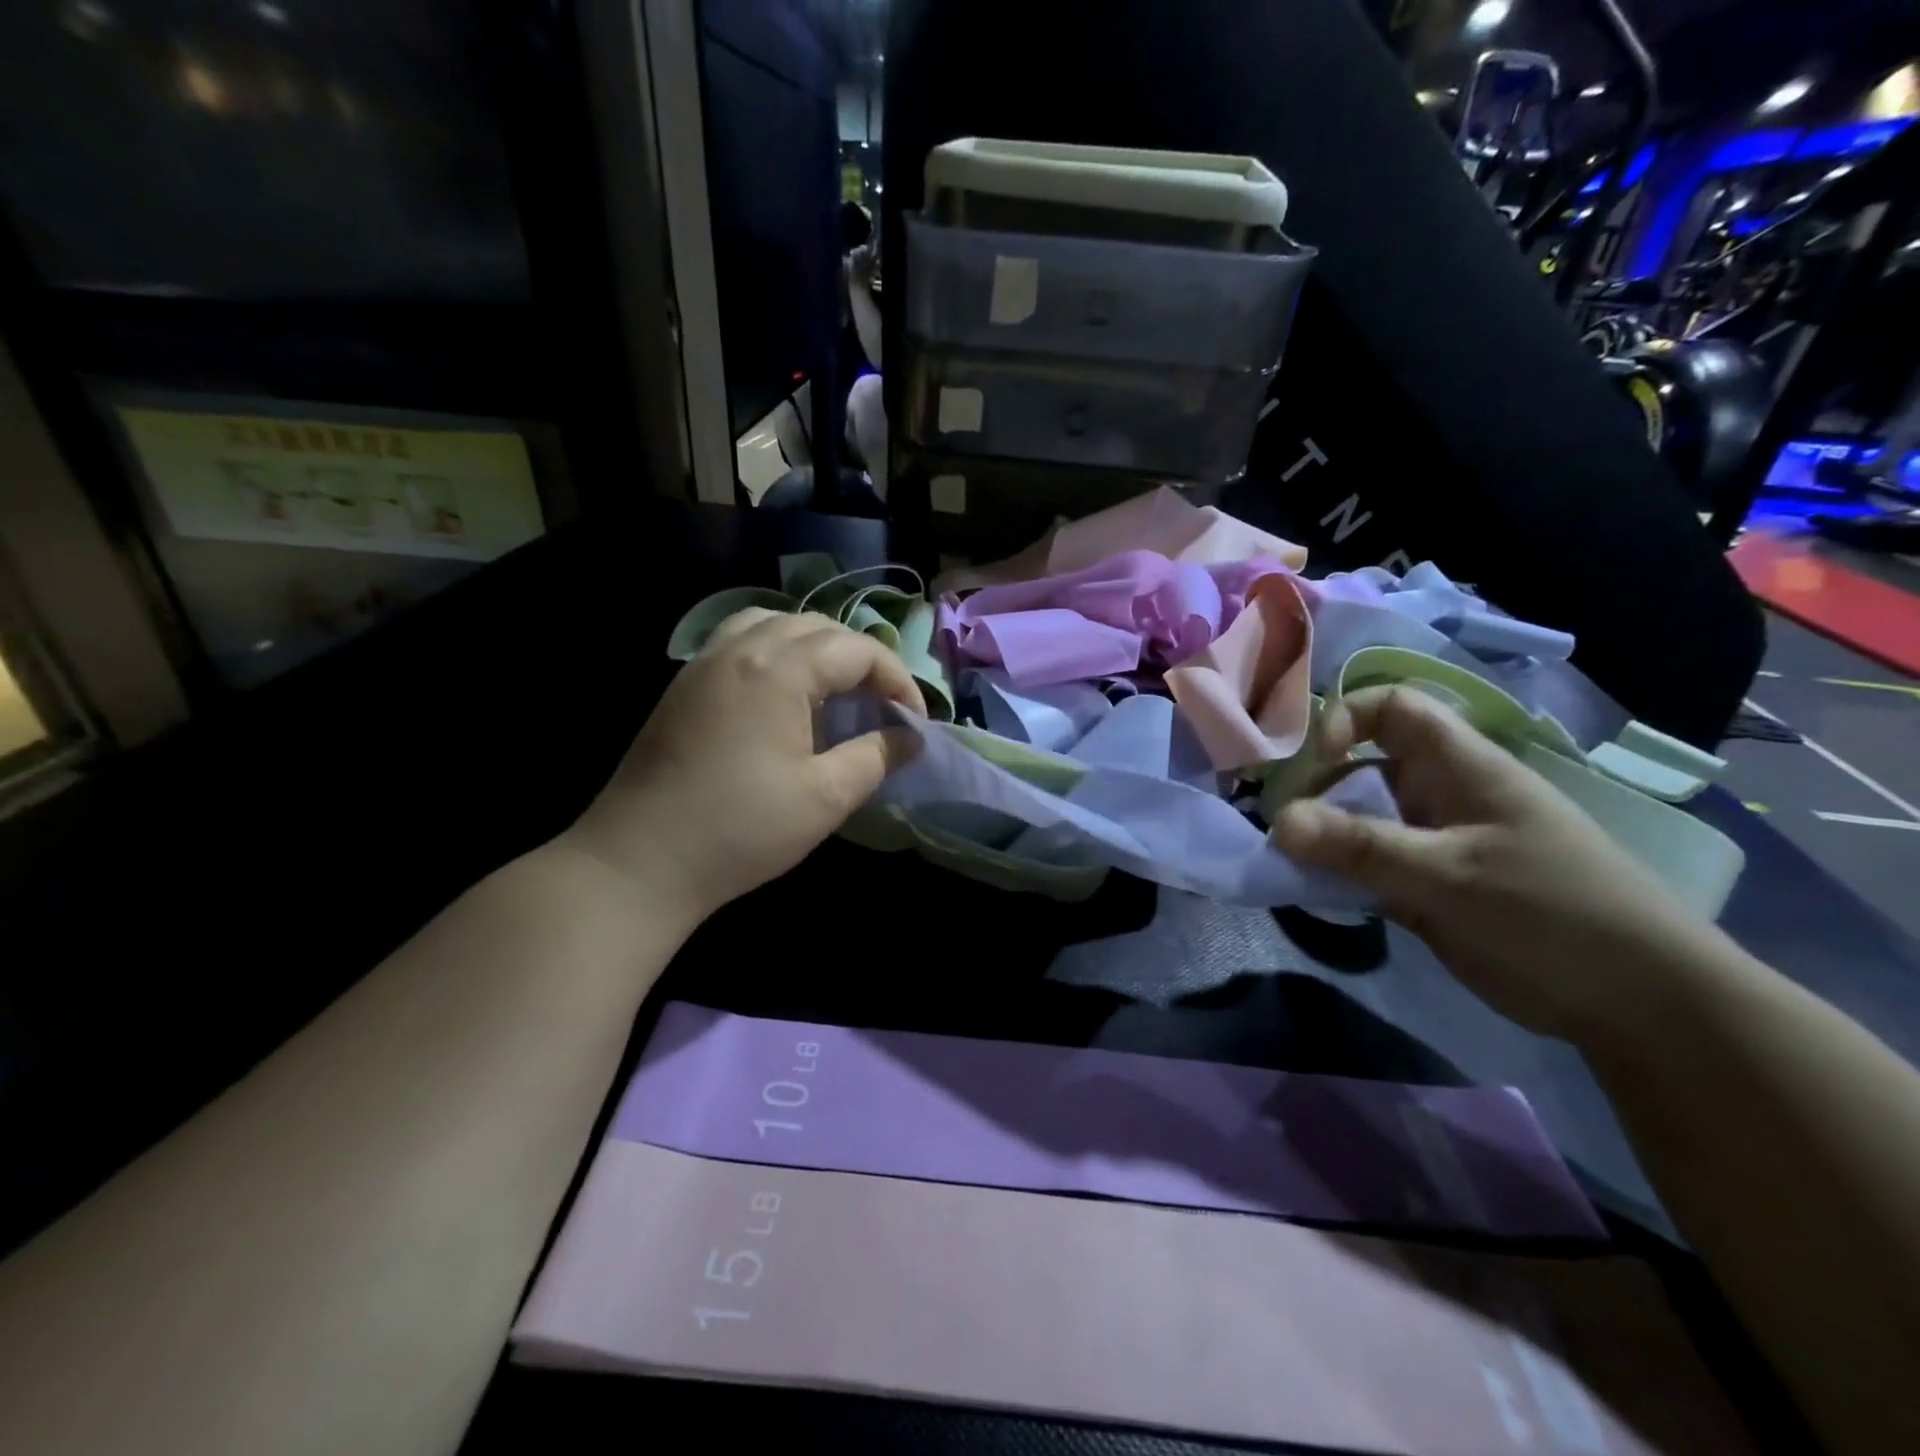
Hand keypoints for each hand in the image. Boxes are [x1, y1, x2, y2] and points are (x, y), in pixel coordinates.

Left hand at [568, 610, 923, 927]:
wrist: (638, 861)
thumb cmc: (740, 830)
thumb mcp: (825, 797)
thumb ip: (876, 756)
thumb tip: (910, 737)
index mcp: (779, 669)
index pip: (856, 649)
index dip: (896, 679)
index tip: (914, 721)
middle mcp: (740, 649)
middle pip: (818, 627)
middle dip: (860, 659)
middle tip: (879, 704)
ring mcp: (705, 662)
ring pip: (774, 623)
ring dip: (816, 647)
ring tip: (833, 688)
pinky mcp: (684, 684)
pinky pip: (740, 640)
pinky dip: (776, 650)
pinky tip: (782, 693)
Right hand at [1272, 686, 1732, 1043]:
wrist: (1640, 1005)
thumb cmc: (1554, 914)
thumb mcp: (1451, 875)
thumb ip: (1361, 846)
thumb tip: (1277, 821)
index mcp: (1461, 768)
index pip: (1394, 707)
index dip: (1346, 717)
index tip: (1316, 760)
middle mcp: (1440, 795)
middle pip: (1361, 765)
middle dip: (1314, 787)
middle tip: (1278, 825)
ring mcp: (1432, 843)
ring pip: (1357, 820)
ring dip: (1318, 836)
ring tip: (1281, 861)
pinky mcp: (1425, 888)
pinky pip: (1364, 866)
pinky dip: (1334, 874)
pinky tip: (1307, 891)